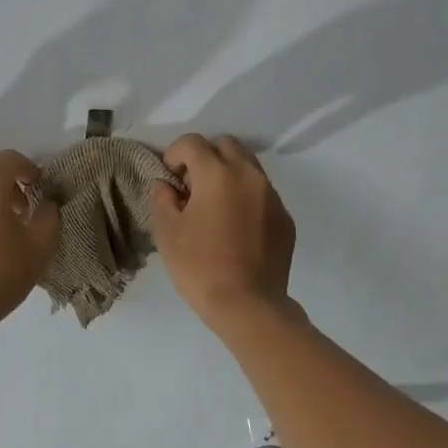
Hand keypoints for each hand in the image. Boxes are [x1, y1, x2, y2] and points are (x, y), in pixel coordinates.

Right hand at [150, 134, 296, 324]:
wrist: (248, 305)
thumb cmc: (199, 266)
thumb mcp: (167, 231)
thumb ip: (163, 197)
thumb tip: (167, 184)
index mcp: (217, 173)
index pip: (192, 142)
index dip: (174, 154)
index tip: (169, 178)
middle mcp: (249, 175)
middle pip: (225, 144)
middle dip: (205, 156)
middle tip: (191, 186)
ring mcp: (272, 196)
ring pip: (248, 165)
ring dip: (227, 173)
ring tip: (214, 204)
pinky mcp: (285, 218)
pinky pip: (262, 193)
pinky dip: (245, 196)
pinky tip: (235, 226)